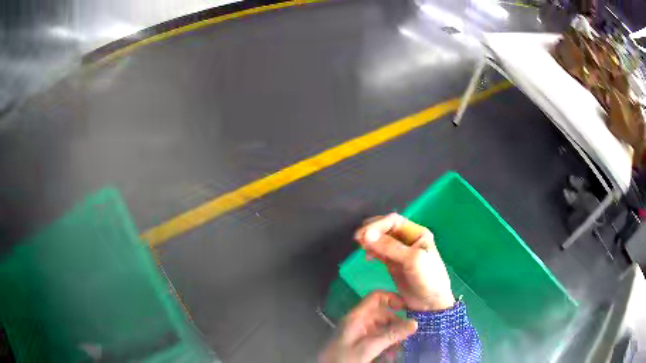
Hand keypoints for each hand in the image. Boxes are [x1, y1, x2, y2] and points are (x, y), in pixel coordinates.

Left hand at [319, 291, 416, 362]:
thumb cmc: (344, 358)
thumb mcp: (369, 347)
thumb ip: (391, 335)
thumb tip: (415, 323)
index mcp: (357, 317)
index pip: (376, 297)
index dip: (393, 298)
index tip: (409, 308)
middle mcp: (359, 322)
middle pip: (383, 314)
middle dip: (398, 323)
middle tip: (412, 333)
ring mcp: (359, 334)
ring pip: (383, 328)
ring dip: (394, 336)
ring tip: (403, 345)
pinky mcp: (360, 345)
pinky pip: (379, 339)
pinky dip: (388, 344)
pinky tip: (394, 353)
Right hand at [354, 213, 454, 311]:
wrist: (430, 302)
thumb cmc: (427, 278)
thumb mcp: (412, 260)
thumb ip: (390, 247)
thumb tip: (366, 235)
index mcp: (417, 233)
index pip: (394, 221)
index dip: (378, 225)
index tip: (364, 234)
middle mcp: (408, 239)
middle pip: (386, 228)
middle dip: (372, 231)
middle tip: (358, 238)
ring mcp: (400, 252)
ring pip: (381, 240)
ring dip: (370, 240)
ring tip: (359, 246)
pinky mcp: (393, 263)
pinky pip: (379, 252)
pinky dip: (371, 251)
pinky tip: (366, 255)